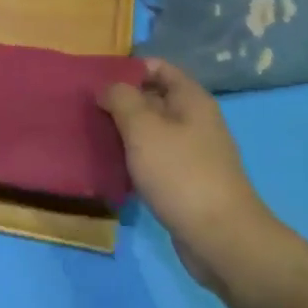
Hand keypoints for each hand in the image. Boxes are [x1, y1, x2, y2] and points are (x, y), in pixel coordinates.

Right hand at [100, 60, 279, 286]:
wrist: (221, 239)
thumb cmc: (181, 174)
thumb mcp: (143, 128)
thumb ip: (121, 99)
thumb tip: (107, 88)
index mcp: (191, 99)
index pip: (157, 67)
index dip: (127, 68)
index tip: (96, 79)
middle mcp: (195, 120)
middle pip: (153, 98)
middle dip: (121, 101)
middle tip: (86, 108)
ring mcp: (193, 153)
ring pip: (152, 131)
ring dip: (124, 131)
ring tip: (92, 135)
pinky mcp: (186, 182)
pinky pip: (155, 159)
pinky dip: (134, 159)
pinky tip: (111, 166)